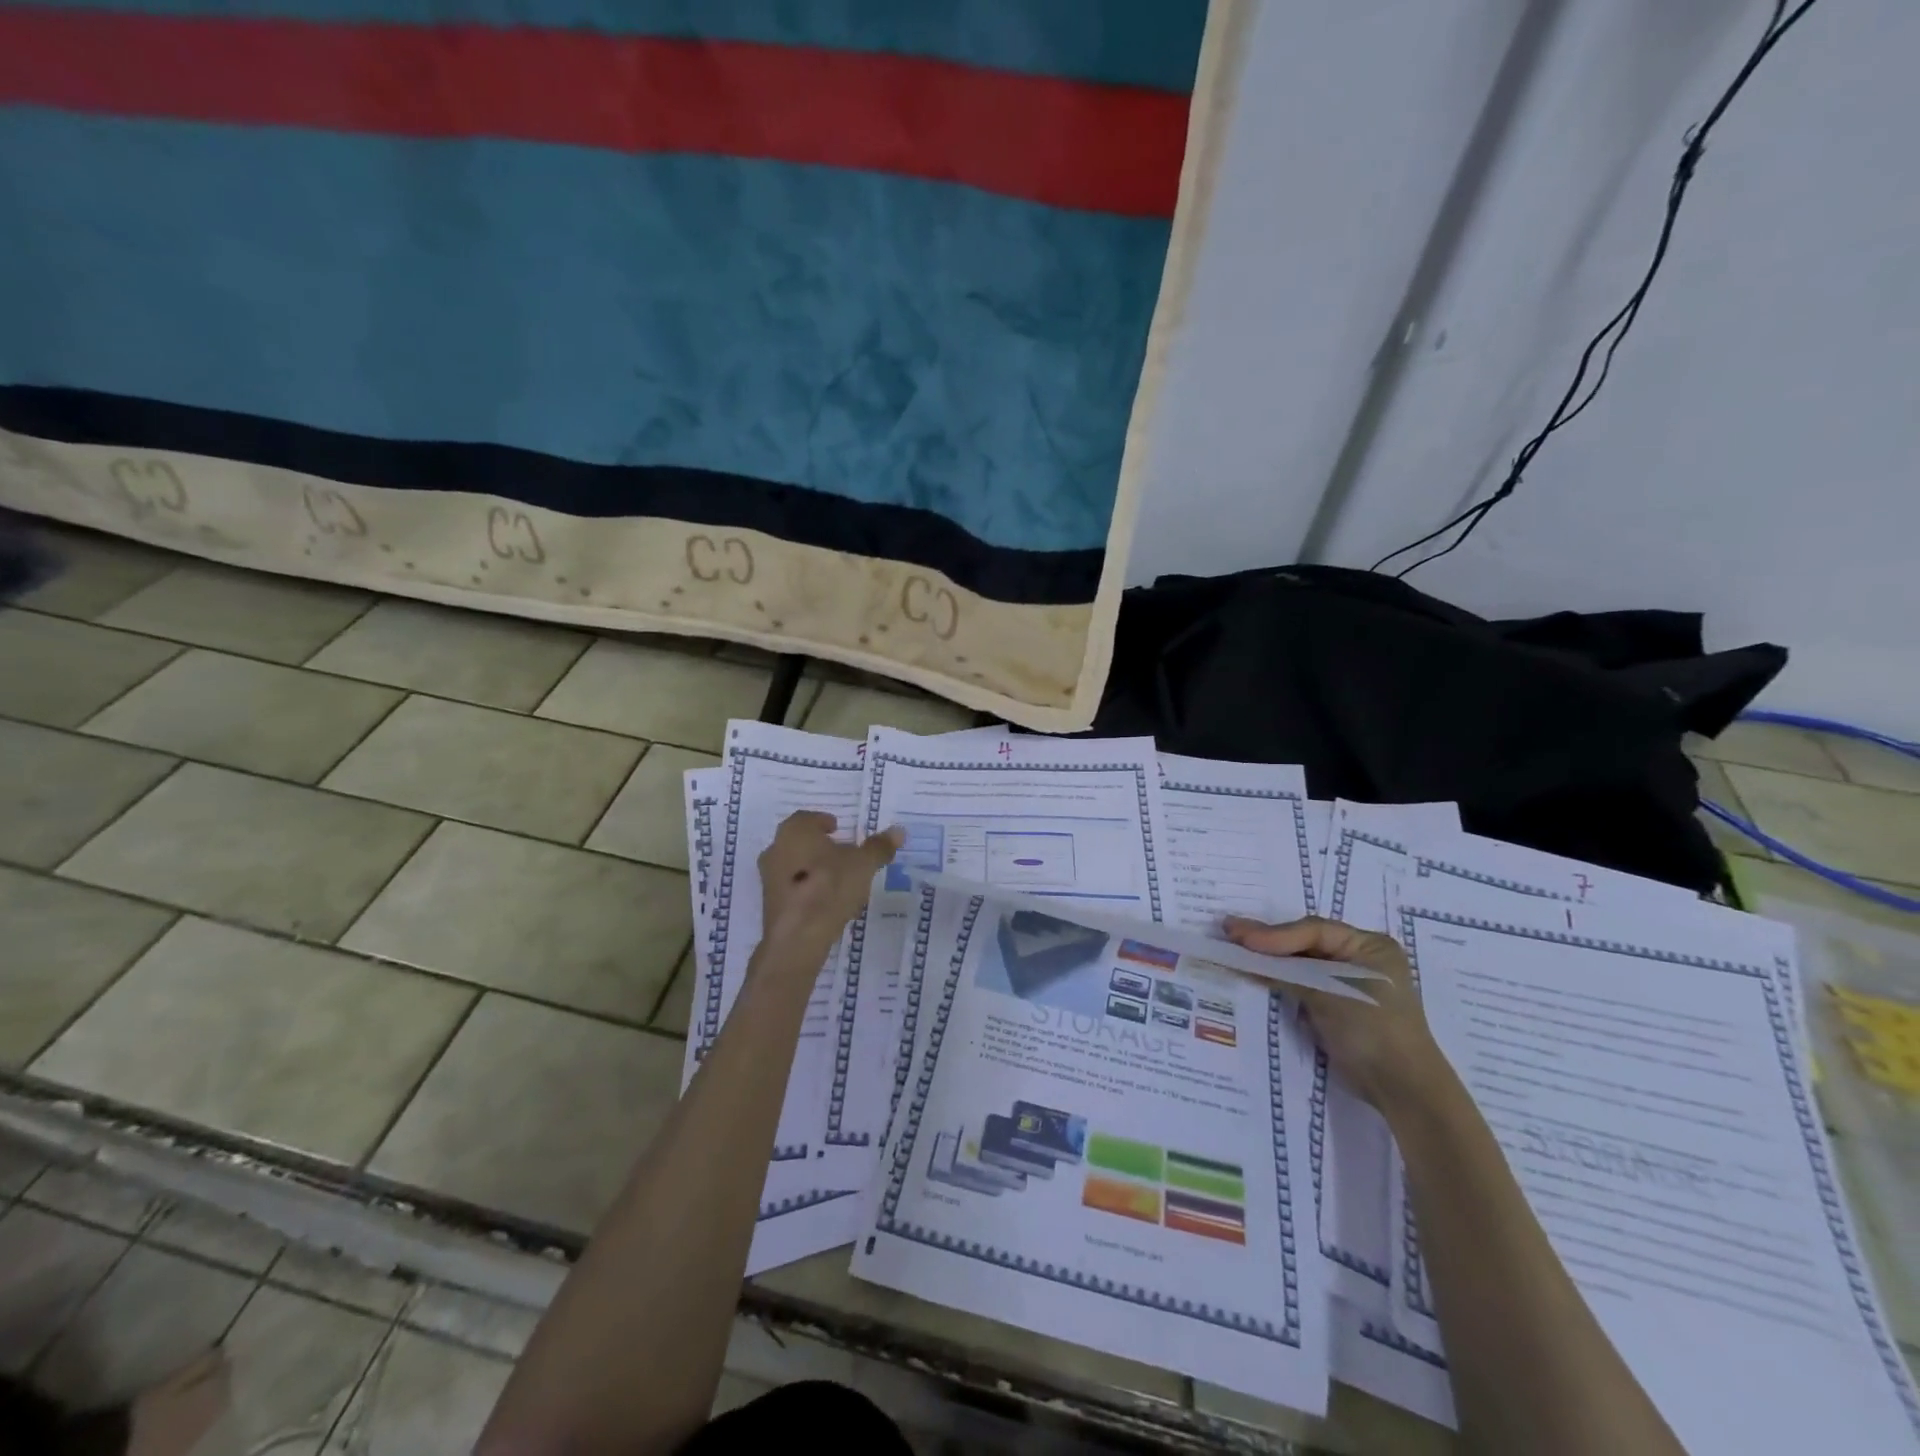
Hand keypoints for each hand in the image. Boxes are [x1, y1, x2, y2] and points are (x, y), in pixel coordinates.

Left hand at [756, 812, 902, 976]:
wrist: (798, 937)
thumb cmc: (829, 888)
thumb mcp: (862, 865)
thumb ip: (879, 847)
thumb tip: (898, 830)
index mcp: (794, 832)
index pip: (807, 818)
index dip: (823, 821)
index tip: (838, 828)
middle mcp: (776, 850)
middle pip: (800, 842)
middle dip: (819, 846)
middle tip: (841, 852)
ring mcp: (769, 879)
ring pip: (795, 866)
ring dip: (814, 868)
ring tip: (839, 879)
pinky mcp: (771, 905)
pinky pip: (793, 889)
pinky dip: (809, 889)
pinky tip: (828, 902)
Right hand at [1225, 915, 1446, 1110]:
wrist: (1402, 1090)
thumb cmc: (1372, 1028)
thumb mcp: (1328, 993)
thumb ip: (1284, 971)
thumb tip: (1238, 953)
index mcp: (1370, 945)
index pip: (1313, 930)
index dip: (1274, 933)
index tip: (1239, 937)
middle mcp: (1360, 958)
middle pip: (1305, 943)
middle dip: (1267, 941)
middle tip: (1228, 931)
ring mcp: (1347, 983)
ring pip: (1300, 963)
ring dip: (1269, 959)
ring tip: (1233, 947)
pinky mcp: (1336, 1007)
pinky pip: (1302, 984)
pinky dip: (1279, 979)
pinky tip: (1252, 972)